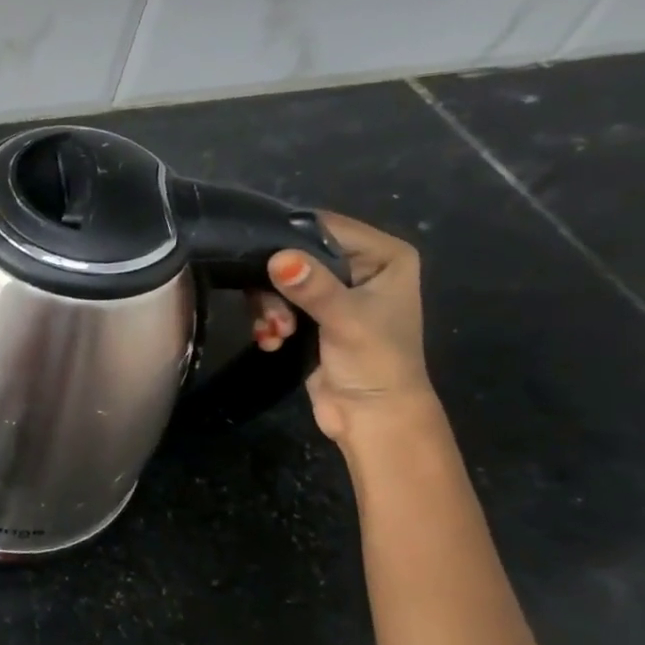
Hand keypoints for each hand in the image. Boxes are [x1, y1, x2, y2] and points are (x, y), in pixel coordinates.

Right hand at [248, 213, 434, 444]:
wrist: (371, 418)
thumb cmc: (375, 364)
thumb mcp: (346, 321)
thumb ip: (313, 288)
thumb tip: (279, 259)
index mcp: (383, 256)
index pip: (325, 227)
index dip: (289, 239)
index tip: (260, 261)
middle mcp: (360, 266)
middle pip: (296, 253)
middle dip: (275, 284)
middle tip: (272, 314)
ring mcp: (334, 291)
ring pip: (280, 280)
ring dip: (269, 308)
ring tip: (275, 333)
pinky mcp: (312, 315)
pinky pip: (276, 302)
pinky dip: (269, 321)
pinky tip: (272, 341)